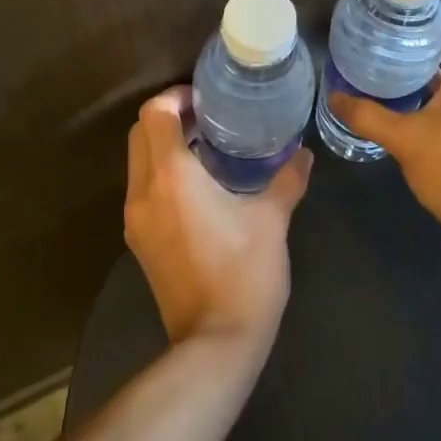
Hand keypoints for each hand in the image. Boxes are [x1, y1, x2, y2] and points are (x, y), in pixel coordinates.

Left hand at [124, 86, 311, 349]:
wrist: (215, 344)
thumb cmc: (245, 272)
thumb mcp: (272, 219)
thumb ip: (288, 179)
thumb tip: (304, 154)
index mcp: (171, 176)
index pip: (154, 114)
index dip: (176, 97)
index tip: (206, 99)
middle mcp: (143, 192)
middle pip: (139, 134)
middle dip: (167, 117)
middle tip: (207, 117)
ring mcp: (136, 220)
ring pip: (137, 162)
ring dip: (163, 146)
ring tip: (206, 146)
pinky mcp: (139, 242)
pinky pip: (143, 189)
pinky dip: (161, 173)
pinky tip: (199, 185)